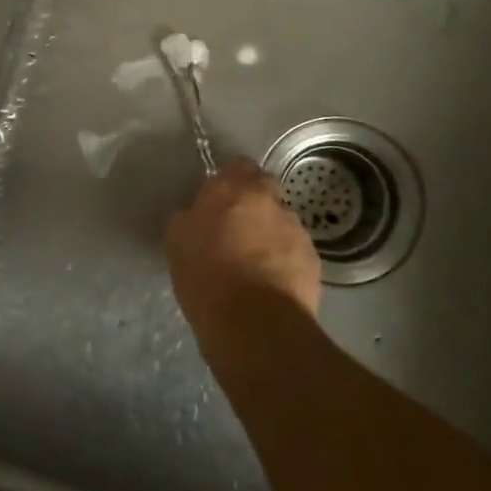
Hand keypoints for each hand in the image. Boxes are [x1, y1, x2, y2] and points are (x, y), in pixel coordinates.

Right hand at [165, 159, 322, 349]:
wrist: (255, 325)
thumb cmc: (206, 279)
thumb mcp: (177, 243)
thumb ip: (189, 217)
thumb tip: (197, 213)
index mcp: (232, 189)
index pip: (239, 165)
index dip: (231, 180)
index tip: (220, 198)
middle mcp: (268, 200)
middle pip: (265, 190)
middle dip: (254, 203)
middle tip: (236, 229)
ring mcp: (295, 229)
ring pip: (282, 221)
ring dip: (271, 232)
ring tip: (256, 263)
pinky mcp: (313, 259)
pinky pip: (296, 250)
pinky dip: (285, 259)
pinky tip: (272, 283)